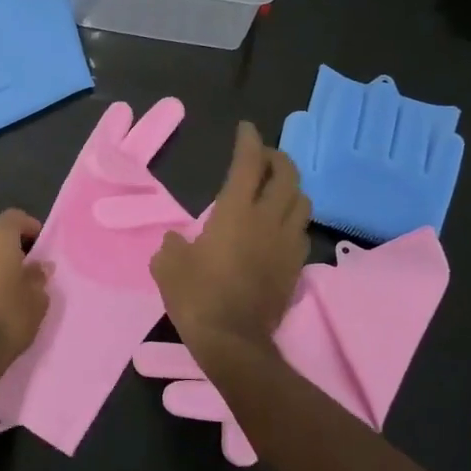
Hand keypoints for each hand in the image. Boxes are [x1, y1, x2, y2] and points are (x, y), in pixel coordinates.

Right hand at [151, 122, 308, 355]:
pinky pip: (301, 232)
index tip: (246, 129)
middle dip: (279, 159)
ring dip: (291, 188)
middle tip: (266, 157)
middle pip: (288, 177)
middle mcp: (268, 221)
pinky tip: (280, 227)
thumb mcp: (167, 266)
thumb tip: (176, 242)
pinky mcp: (295, 268)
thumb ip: (172, 246)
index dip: (249, 142)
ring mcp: (286, 244)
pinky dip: (293, 220)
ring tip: (277, 190)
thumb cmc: (196, 296)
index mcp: (235, 213)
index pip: (249, 165)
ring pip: (302, 202)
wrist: (232, 340)